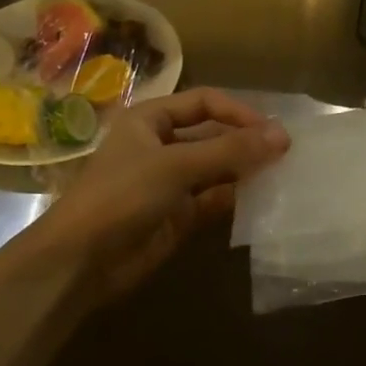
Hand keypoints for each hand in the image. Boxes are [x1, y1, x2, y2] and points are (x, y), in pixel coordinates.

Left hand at [28, 87, 287, 305]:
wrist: (79, 263)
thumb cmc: (122, 196)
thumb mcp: (177, 165)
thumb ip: (231, 150)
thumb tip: (283, 135)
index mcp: (151, 120)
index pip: (204, 102)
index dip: (238, 111)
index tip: (270, 129)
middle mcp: (161, 146)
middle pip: (213, 135)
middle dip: (246, 142)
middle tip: (286, 153)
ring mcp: (170, 182)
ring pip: (217, 168)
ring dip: (245, 170)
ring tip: (282, 174)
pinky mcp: (179, 216)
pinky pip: (215, 199)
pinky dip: (237, 198)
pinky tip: (263, 199)